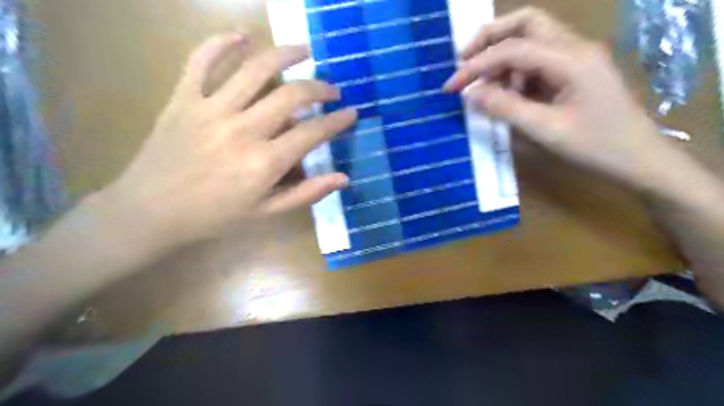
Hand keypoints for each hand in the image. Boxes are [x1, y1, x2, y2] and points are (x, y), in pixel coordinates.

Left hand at [101, 33, 354, 243]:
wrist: (150, 212)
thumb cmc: (214, 217)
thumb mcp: (266, 212)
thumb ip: (306, 193)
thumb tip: (343, 178)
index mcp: (264, 162)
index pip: (312, 132)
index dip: (337, 121)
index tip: (352, 112)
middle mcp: (243, 129)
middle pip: (291, 95)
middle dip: (320, 87)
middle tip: (332, 89)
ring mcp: (211, 109)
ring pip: (254, 69)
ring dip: (285, 54)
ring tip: (304, 50)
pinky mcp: (183, 98)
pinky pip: (201, 60)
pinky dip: (221, 42)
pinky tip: (242, 35)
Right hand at [445, 8, 676, 188]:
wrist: (639, 159)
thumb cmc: (596, 147)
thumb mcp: (546, 130)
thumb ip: (506, 108)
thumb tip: (471, 95)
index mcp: (571, 59)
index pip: (512, 49)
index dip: (476, 66)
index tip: (450, 87)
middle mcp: (574, 47)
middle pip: (526, 23)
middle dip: (489, 38)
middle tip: (464, 61)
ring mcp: (576, 57)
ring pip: (532, 38)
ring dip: (501, 56)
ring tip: (483, 86)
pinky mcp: (574, 71)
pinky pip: (538, 60)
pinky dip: (515, 72)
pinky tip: (507, 94)